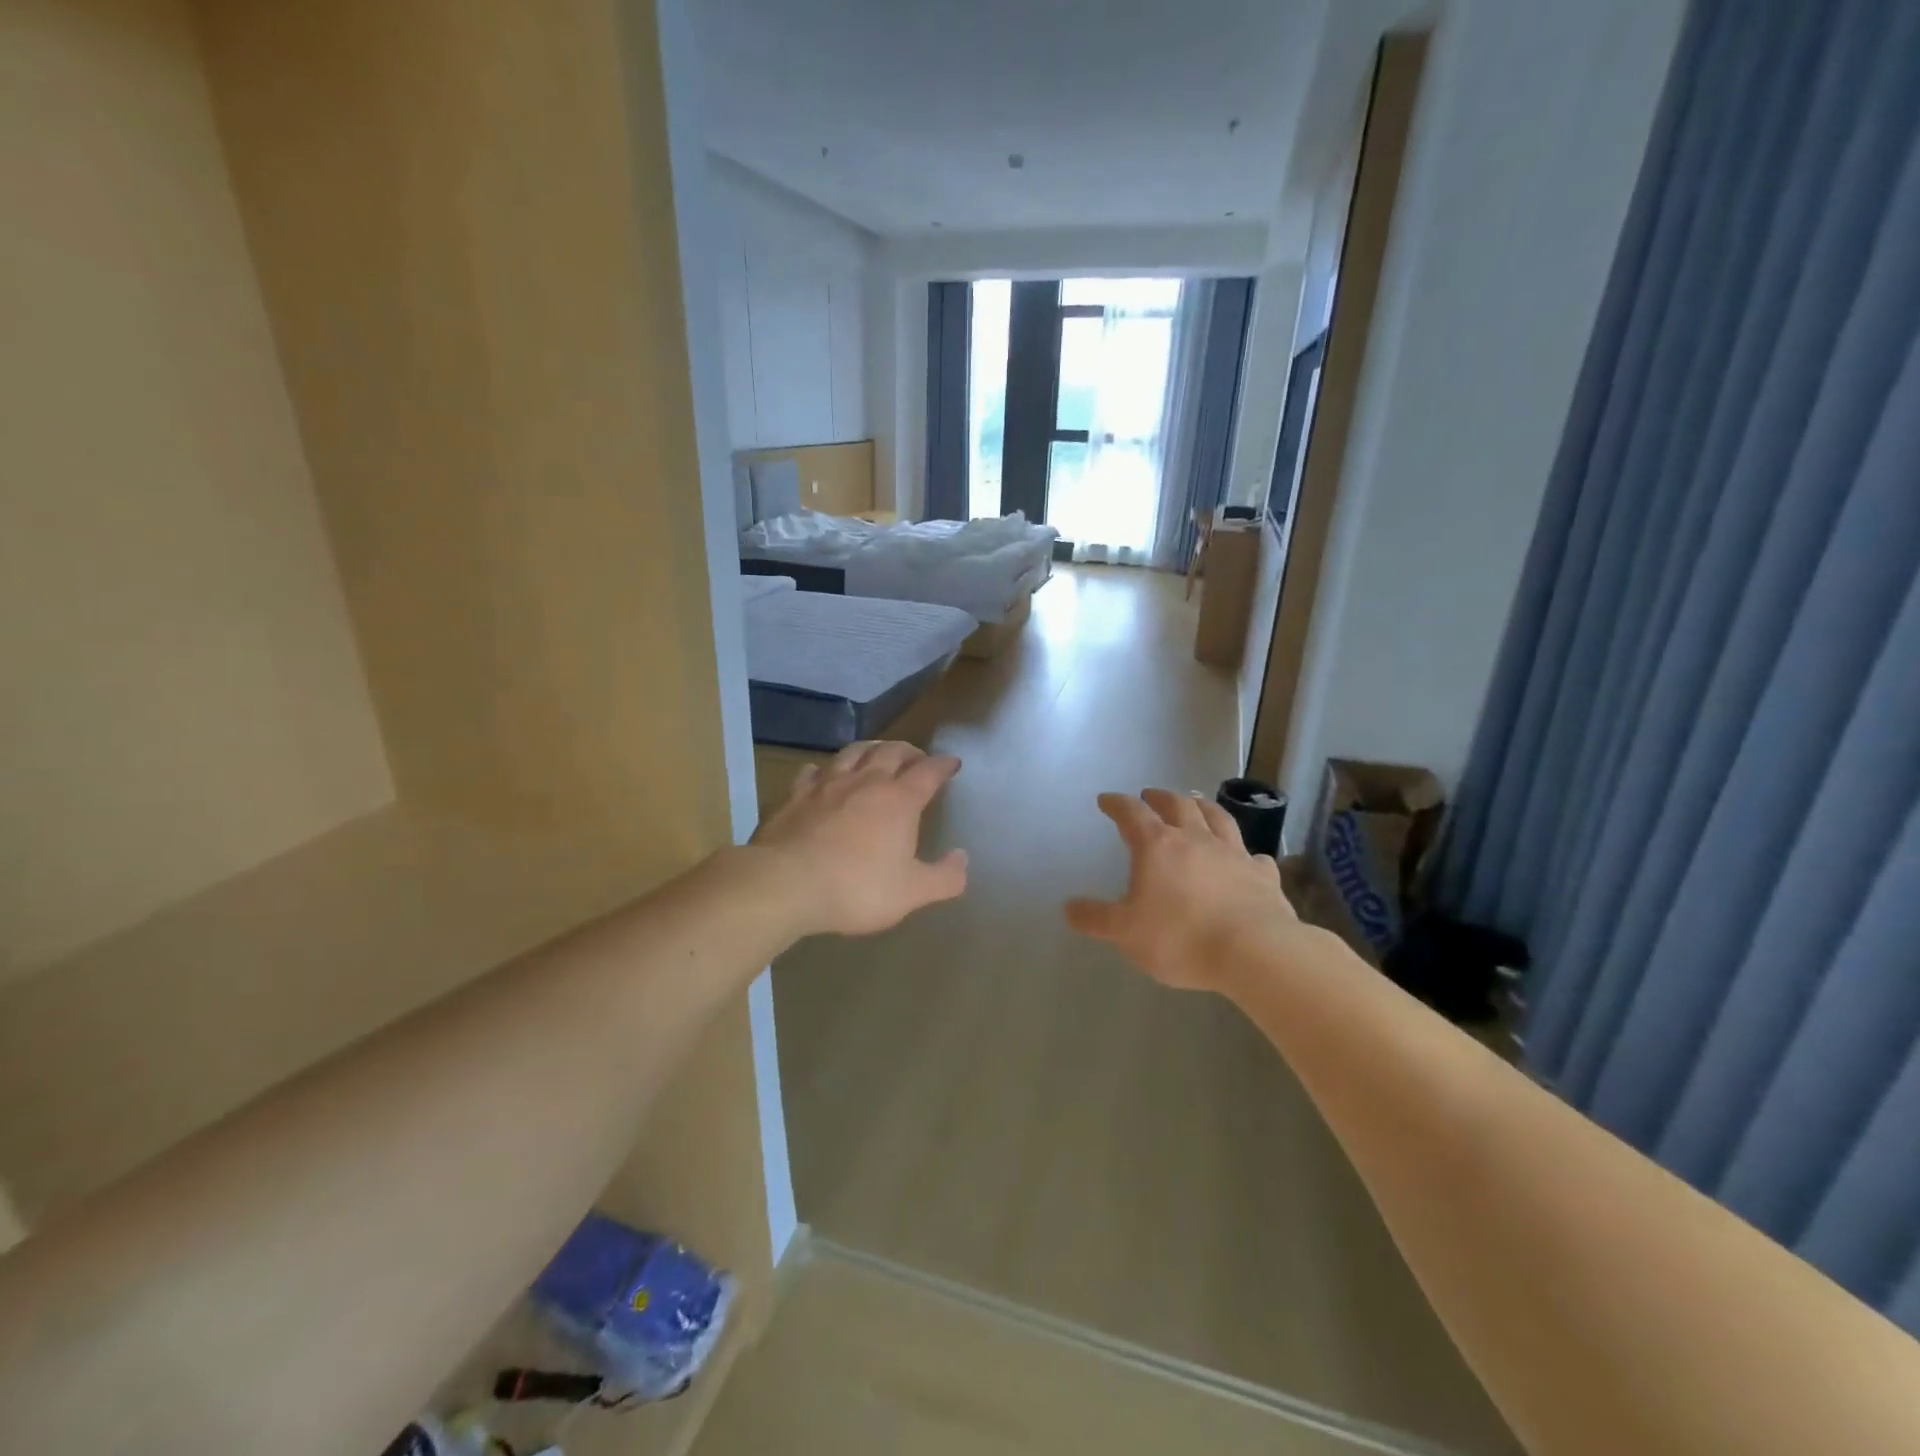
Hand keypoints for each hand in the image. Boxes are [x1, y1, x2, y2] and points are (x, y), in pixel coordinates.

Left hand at [751, 741, 968, 935]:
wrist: (785, 884)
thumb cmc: (856, 888)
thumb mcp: (911, 893)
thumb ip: (944, 877)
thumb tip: (962, 858)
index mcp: (899, 801)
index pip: (928, 772)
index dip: (943, 765)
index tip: (952, 763)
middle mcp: (865, 782)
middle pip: (891, 752)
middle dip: (908, 751)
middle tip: (916, 756)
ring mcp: (827, 784)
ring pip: (853, 752)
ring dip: (870, 748)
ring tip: (877, 752)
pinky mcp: (795, 795)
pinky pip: (813, 771)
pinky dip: (825, 768)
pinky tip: (823, 773)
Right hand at [1066, 789, 1302, 990]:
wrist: (1254, 952)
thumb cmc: (1180, 938)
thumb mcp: (1126, 933)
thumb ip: (1096, 918)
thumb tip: (1068, 908)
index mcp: (1158, 846)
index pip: (1132, 813)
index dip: (1117, 804)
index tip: (1107, 800)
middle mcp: (1196, 839)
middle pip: (1177, 805)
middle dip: (1160, 797)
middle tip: (1149, 795)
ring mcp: (1233, 854)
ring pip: (1217, 818)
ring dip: (1202, 807)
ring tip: (1195, 803)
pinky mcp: (1263, 875)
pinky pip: (1253, 856)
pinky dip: (1245, 852)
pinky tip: (1246, 856)